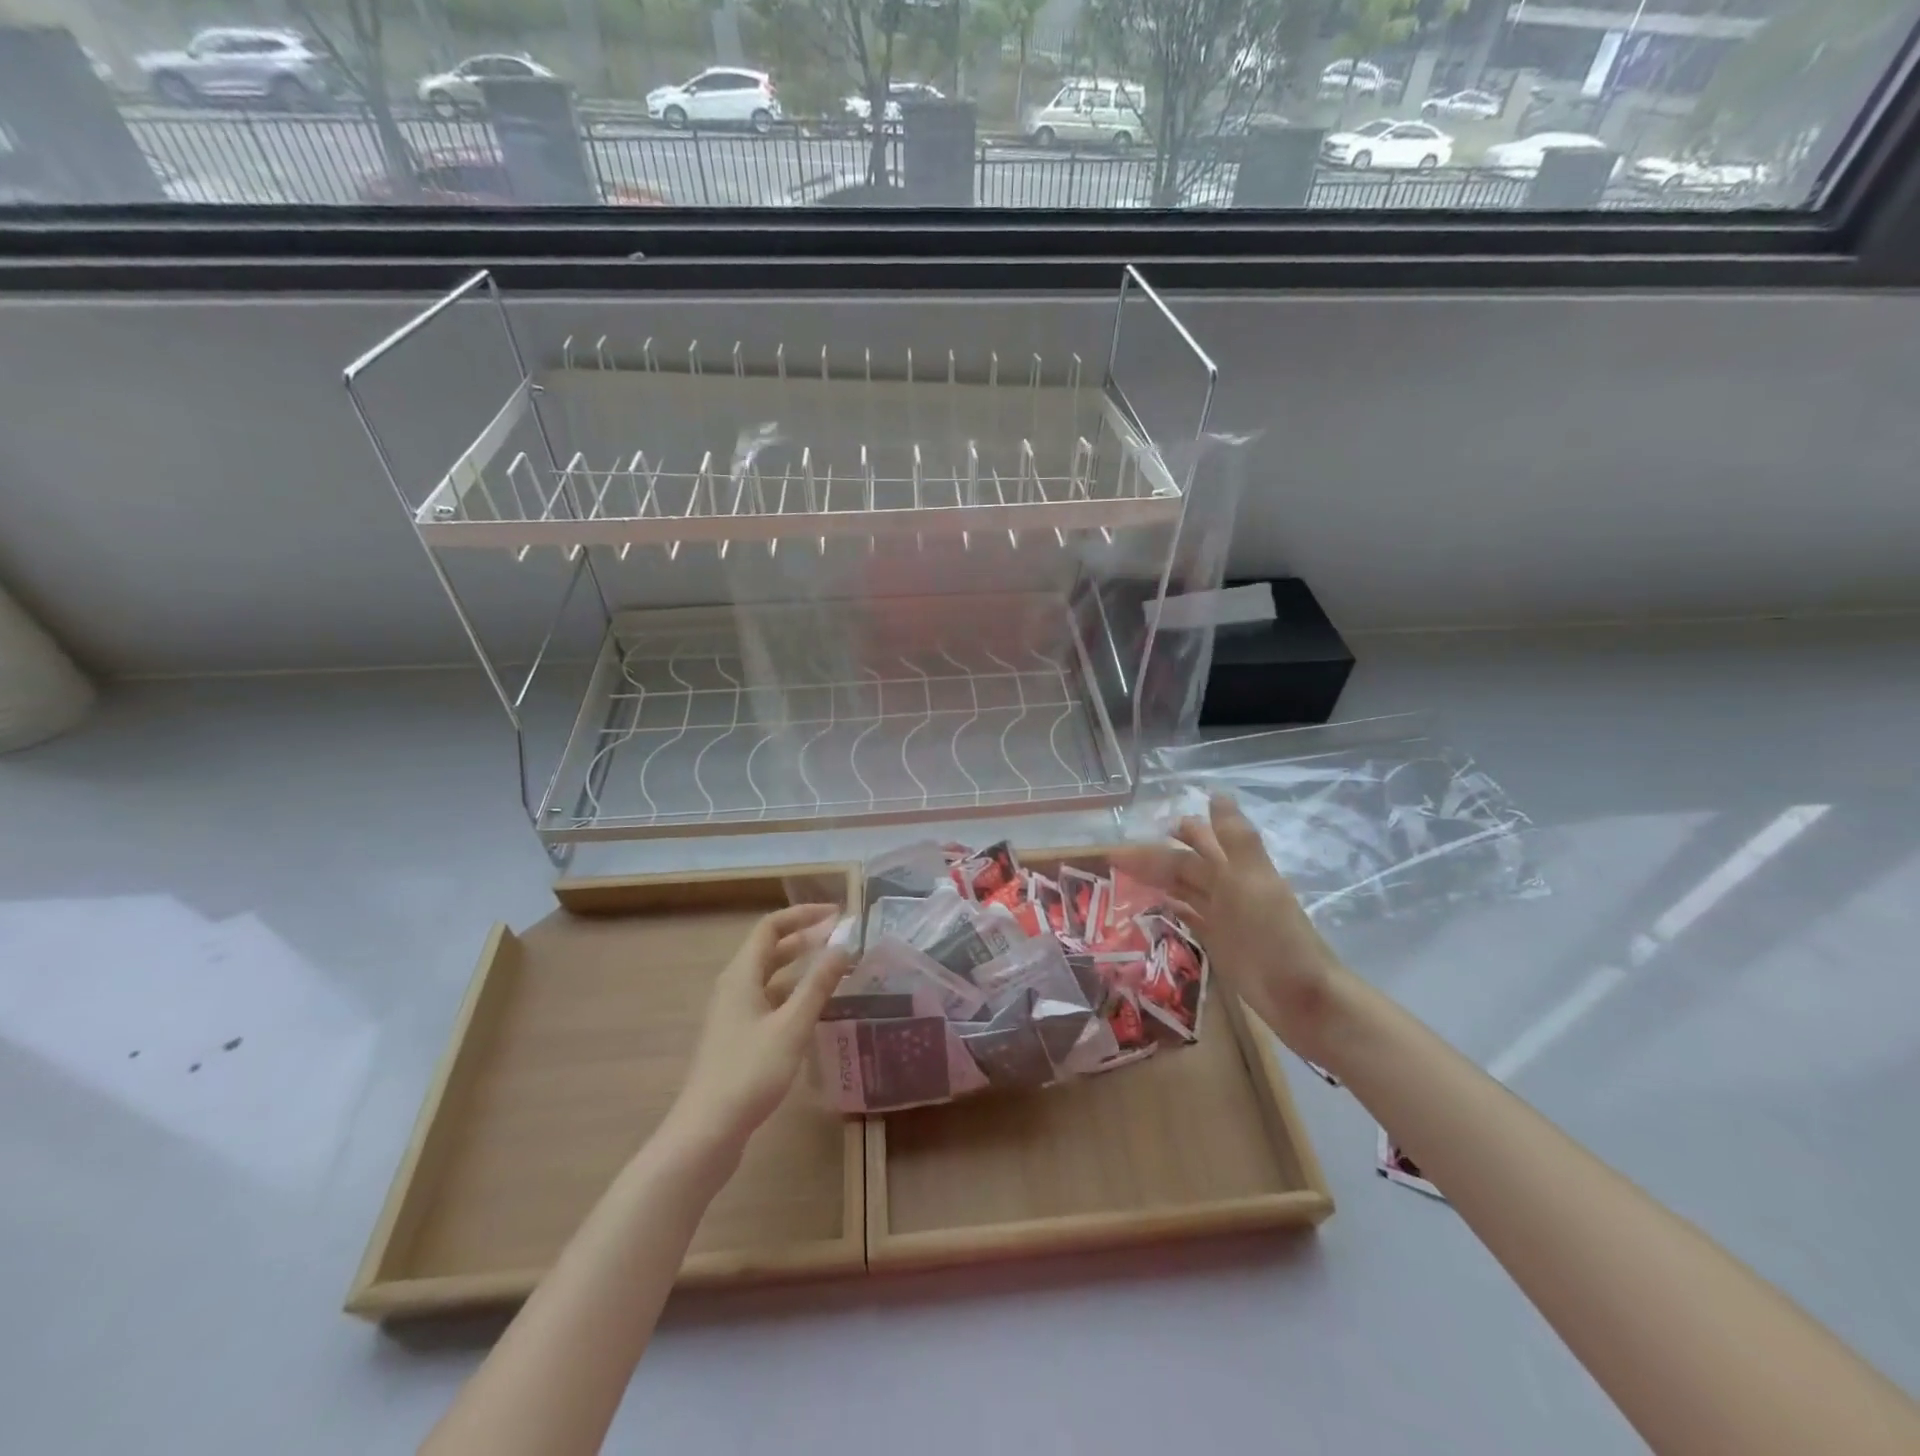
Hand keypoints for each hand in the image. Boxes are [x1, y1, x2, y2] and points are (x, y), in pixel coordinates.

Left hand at [669, 904, 851, 1151]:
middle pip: (771, 950)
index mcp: (741, 975)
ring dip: (802, 968)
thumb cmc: (749, 1072)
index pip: (771, 927)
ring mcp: (734, 1014)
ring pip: (772, 977)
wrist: (707, 1131)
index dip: (803, 915)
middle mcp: (735, 987)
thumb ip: (818, 985)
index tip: (837, 915)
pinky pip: (770, 1001)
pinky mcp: (738, 1037)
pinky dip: (794, 994)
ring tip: (837, 970)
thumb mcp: (791, 1026)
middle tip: (843, 940)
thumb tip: (843, 945)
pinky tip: (817, 1008)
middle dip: (806, 939)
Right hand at [1113, 794, 1350, 1062]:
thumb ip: (1234, 839)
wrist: (1301, 996)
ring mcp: (1223, 916)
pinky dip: (1171, 909)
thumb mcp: (1253, 880)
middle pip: (1186, 865)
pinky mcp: (1219, 943)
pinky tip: (1151, 907)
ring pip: (1185, 889)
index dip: (1175, 831)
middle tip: (1116, 857)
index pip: (1198, 841)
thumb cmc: (1275, 935)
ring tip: (1124, 877)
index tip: (1143, 824)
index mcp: (1236, 868)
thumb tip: (1216, 793)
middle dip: (1155, 857)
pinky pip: (1189, 917)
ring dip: (1158, 881)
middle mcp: (1228, 887)